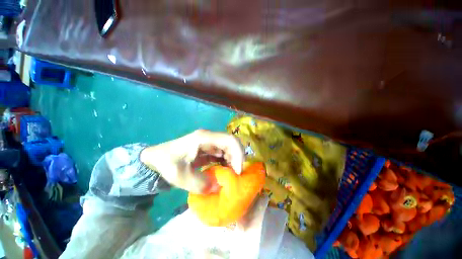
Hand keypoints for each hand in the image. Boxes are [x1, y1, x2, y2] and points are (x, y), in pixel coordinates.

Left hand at [140, 130, 243, 193]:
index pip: (229, 140)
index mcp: (204, 138)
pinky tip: (224, 173)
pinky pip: (223, 154)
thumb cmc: (167, 163)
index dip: (238, 154)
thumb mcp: (179, 176)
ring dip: (233, 161)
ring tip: (230, 176)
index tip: (237, 171)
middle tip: (236, 176)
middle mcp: (210, 138)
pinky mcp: (209, 149)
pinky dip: (227, 163)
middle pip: (232, 143)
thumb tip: (218, 187)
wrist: (156, 158)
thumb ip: (199, 184)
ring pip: (229, 149)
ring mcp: (210, 143)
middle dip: (237, 159)